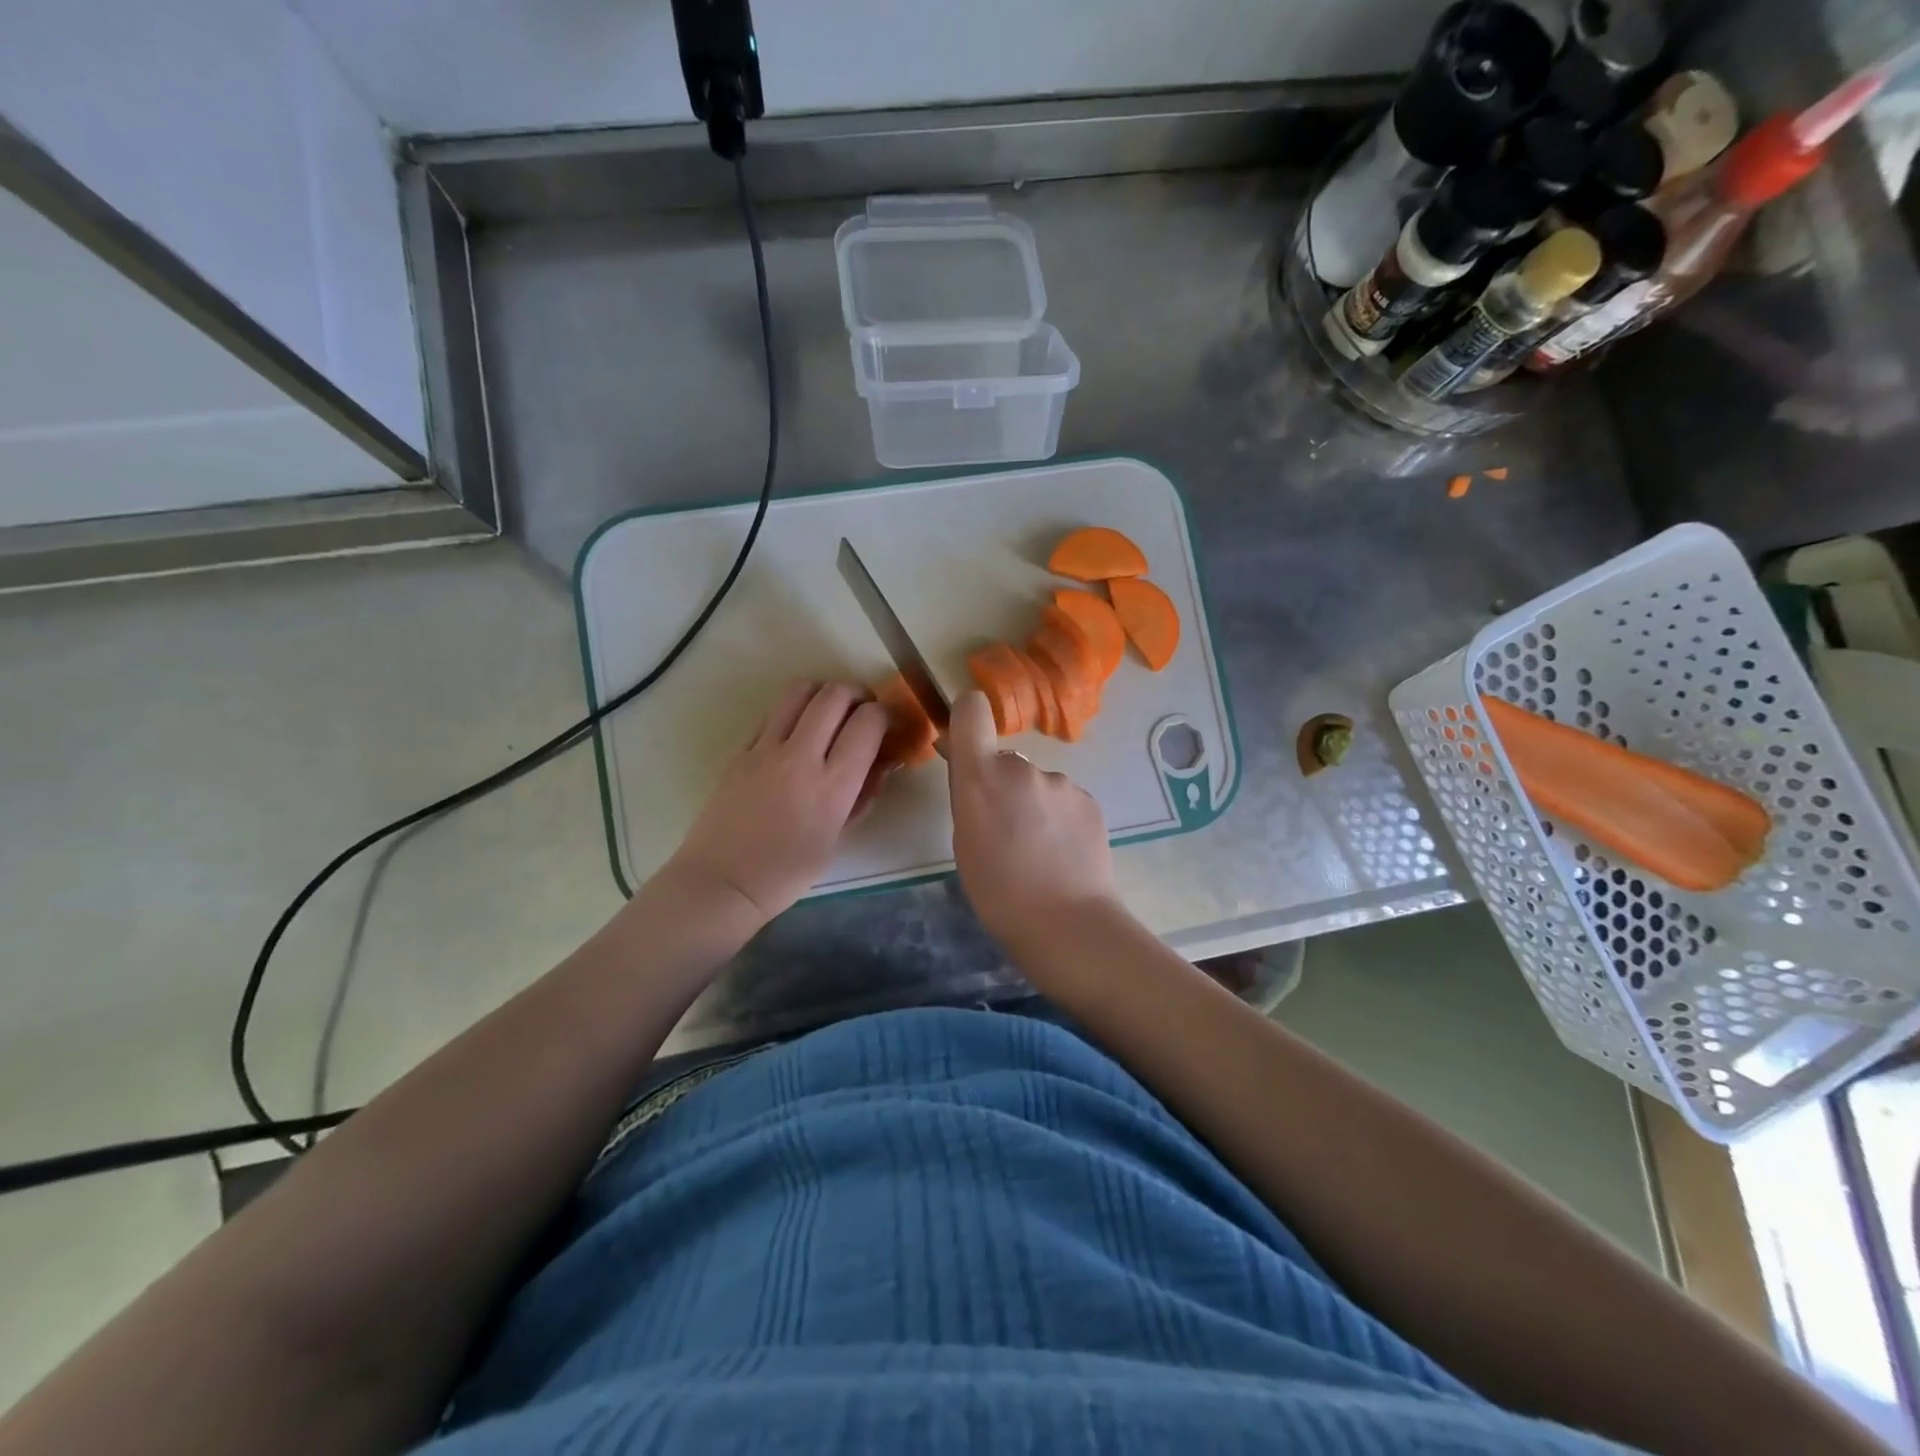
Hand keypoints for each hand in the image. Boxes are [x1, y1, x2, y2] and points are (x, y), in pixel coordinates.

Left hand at [668, 680, 887, 922]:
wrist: (723, 881)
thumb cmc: (787, 872)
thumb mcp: (837, 839)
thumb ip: (861, 796)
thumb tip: (880, 764)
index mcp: (832, 785)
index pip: (868, 723)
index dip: (885, 715)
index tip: (888, 725)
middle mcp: (800, 756)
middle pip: (835, 694)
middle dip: (858, 694)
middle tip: (863, 711)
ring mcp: (766, 749)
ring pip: (800, 691)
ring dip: (823, 692)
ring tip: (830, 711)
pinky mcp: (741, 749)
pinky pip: (773, 713)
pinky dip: (793, 711)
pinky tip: (796, 732)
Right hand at [946, 689, 1118, 943]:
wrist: (1067, 923)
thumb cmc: (998, 892)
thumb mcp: (964, 842)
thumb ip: (968, 796)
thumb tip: (971, 769)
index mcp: (982, 776)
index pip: (972, 710)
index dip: (968, 717)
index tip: (967, 743)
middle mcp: (1022, 767)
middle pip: (1005, 759)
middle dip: (1002, 784)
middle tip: (1005, 830)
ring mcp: (1061, 782)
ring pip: (1036, 783)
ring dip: (1033, 803)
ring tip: (1038, 849)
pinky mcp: (1089, 799)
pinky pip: (1063, 800)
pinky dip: (1059, 818)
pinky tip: (1062, 852)